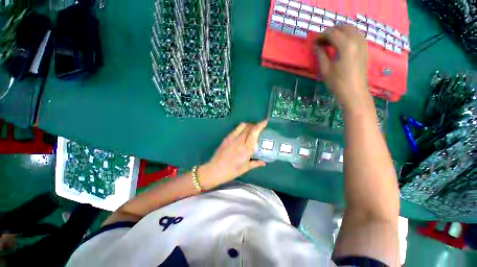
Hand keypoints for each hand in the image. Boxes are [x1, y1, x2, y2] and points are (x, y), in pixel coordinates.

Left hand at [198, 120, 267, 189]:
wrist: (215, 170)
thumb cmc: (232, 171)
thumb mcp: (245, 168)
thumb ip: (256, 163)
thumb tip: (264, 163)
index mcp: (246, 148)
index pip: (254, 131)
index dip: (260, 125)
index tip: (265, 121)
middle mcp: (240, 140)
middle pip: (249, 126)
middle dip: (255, 125)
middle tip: (259, 128)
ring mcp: (232, 138)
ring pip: (242, 125)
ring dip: (248, 125)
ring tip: (251, 130)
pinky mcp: (226, 138)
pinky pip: (236, 129)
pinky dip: (241, 128)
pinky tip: (242, 134)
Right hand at [315, 25, 372, 111]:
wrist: (354, 92)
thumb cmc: (337, 83)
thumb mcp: (325, 69)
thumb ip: (321, 54)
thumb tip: (316, 46)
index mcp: (346, 46)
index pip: (332, 33)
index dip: (321, 36)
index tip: (313, 42)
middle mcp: (356, 40)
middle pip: (343, 27)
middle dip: (331, 31)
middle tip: (321, 41)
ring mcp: (363, 44)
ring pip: (351, 29)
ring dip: (340, 32)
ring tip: (330, 42)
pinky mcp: (365, 48)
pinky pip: (356, 35)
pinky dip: (347, 36)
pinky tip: (341, 45)